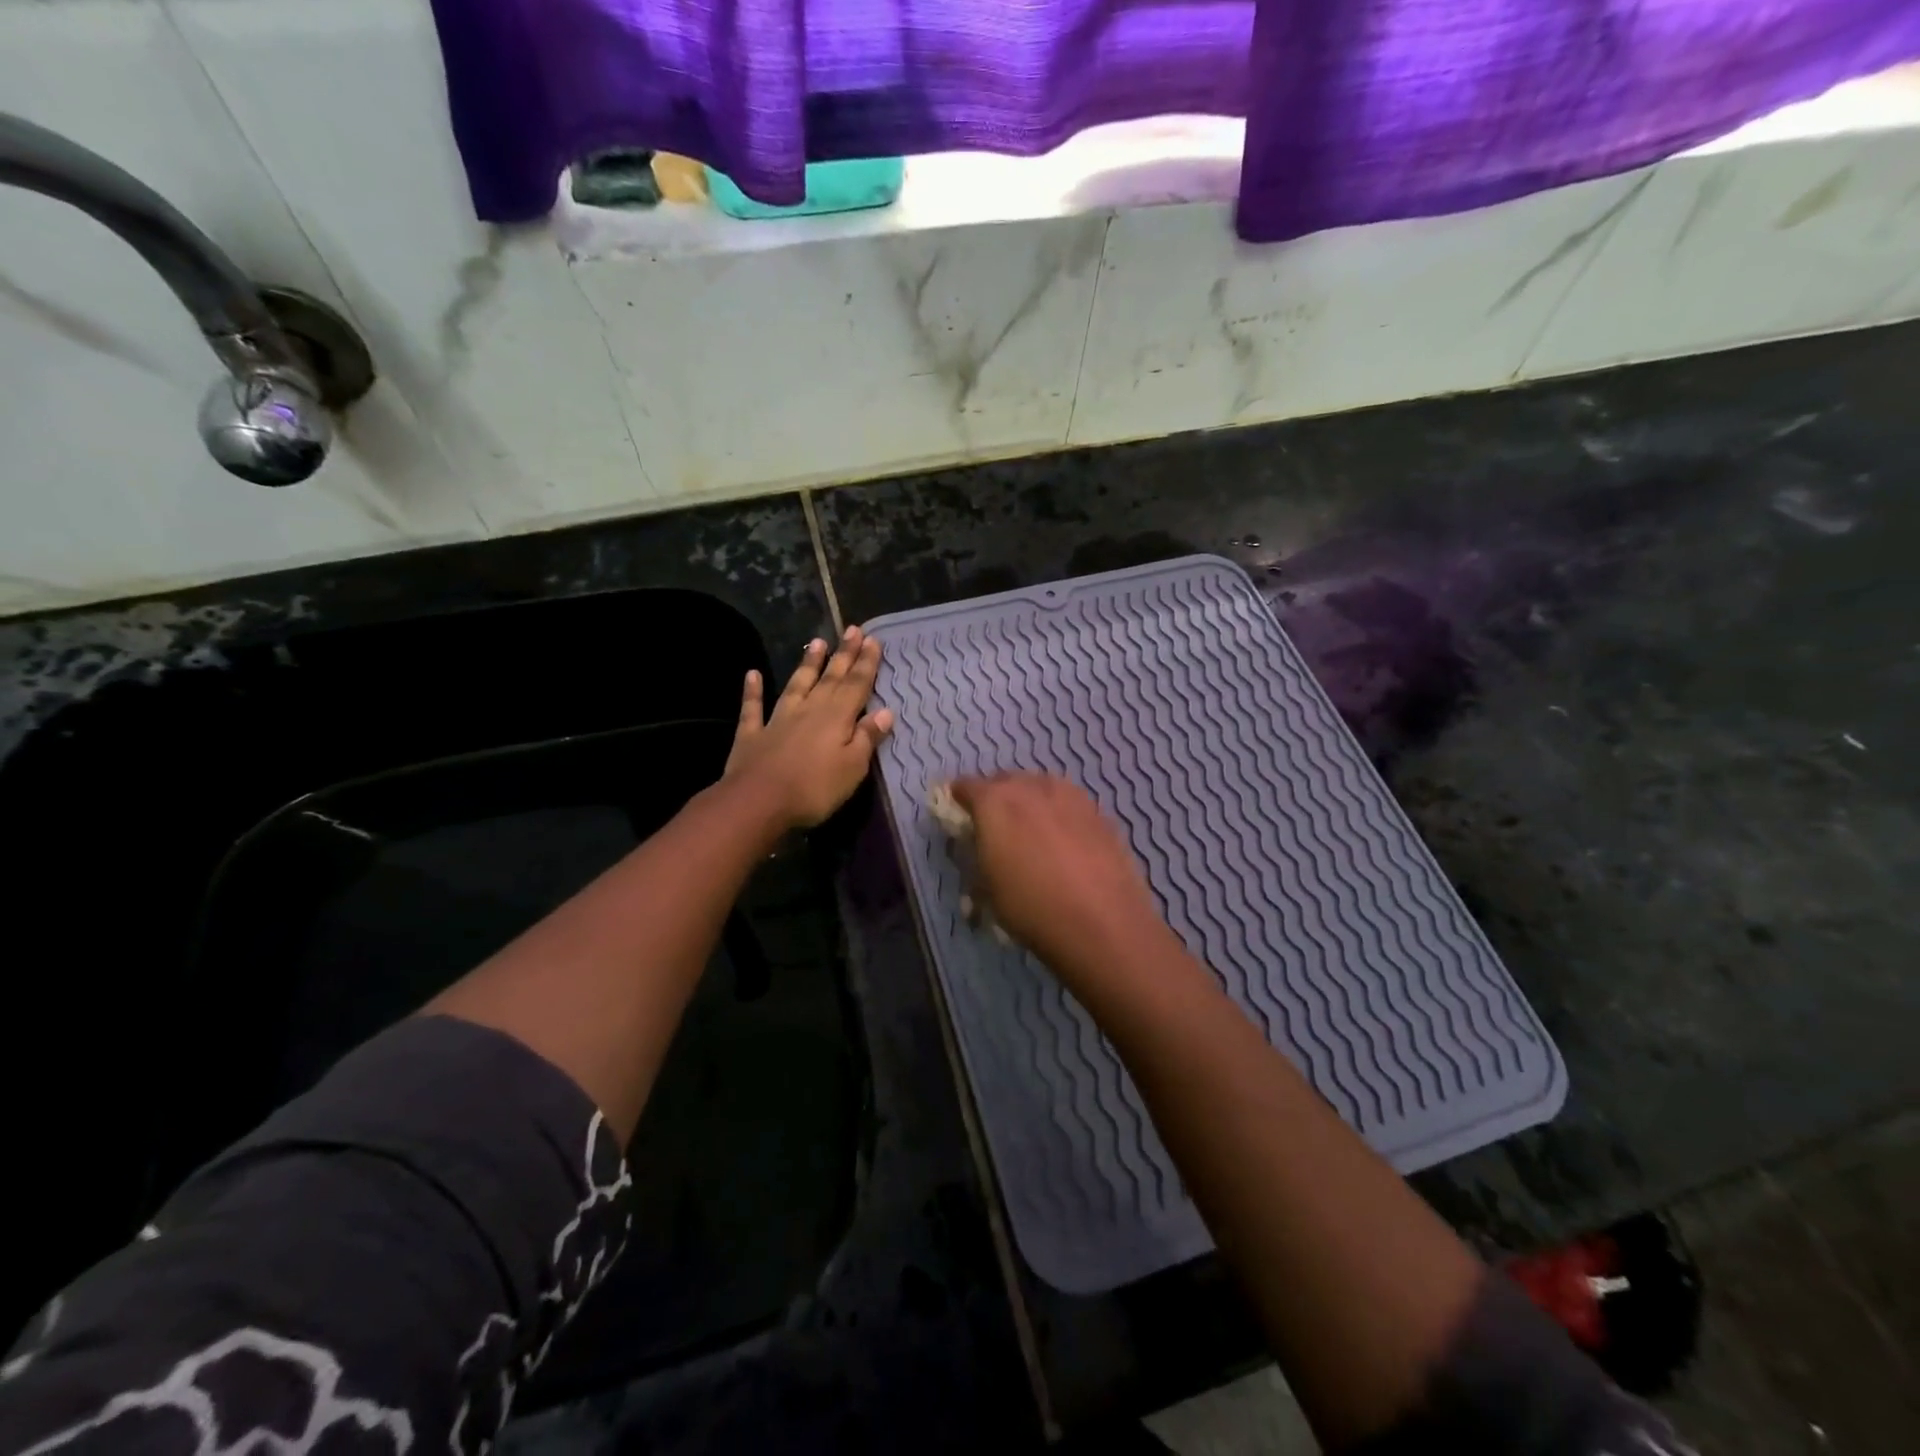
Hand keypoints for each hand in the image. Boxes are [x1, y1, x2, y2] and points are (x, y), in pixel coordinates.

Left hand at [725, 626, 893, 829]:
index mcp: (836, 718)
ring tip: (818, 642)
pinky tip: (753, 674)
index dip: (866, 663)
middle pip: (830, 679)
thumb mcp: (852, 767)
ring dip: (807, 664)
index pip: (856, 686)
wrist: (758, 801)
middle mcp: (809, 710)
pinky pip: (753, 707)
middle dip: (843, 655)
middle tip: (853, 630)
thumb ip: (867, 738)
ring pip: (796, 685)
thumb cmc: (814, 789)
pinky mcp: (752, 734)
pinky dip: (753, 690)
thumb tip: (885, 712)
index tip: (873, 640)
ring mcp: (778, 719)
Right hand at [949, 773, 1171, 976]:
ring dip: (1031, 800)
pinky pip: (1069, 803)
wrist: (1103, 924)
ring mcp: (1070, 796)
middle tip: (995, 823)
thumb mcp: (988, 890)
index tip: (959, 814)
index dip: (959, 798)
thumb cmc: (1032, 909)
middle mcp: (1031, 788)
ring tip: (1032, 828)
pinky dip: (1060, 814)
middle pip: (1006, 780)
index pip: (966, 786)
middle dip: (996, 796)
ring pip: (1041, 786)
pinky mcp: (1099, 812)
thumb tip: (981, 849)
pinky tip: (1065, 839)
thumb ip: (978, 858)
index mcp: (995, 802)